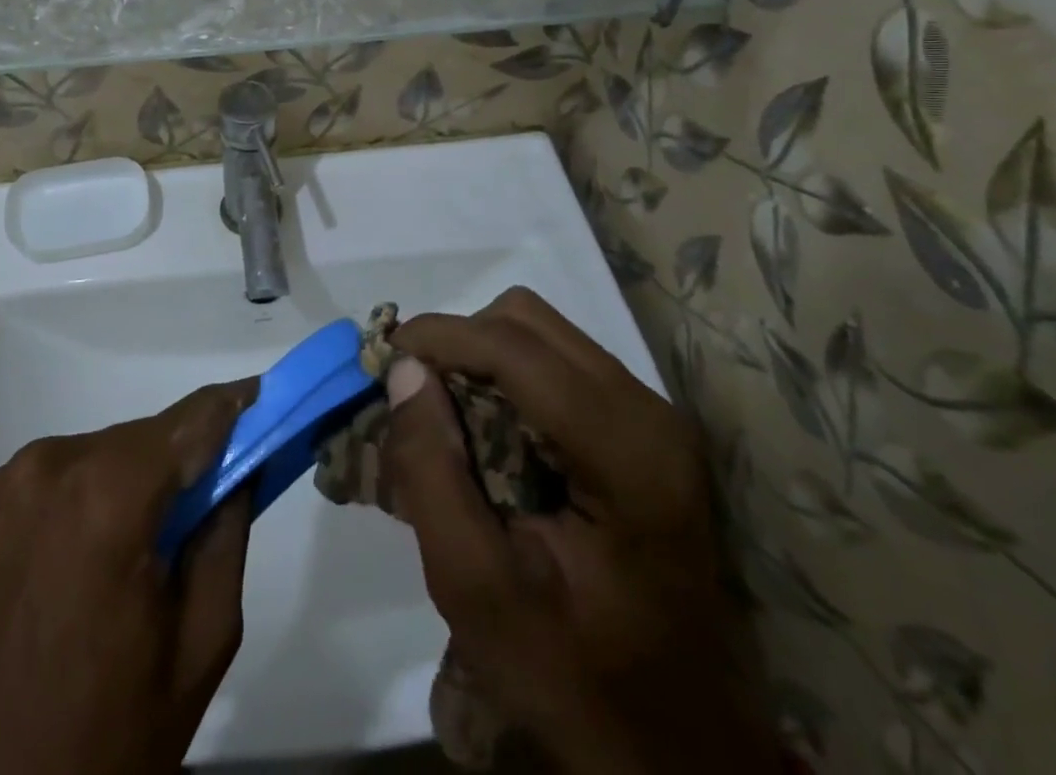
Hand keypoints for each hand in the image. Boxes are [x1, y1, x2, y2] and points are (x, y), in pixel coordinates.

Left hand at [0, 381, 255, 774]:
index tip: (265, 400)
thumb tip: (241, 466)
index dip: (233, 406)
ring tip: (142, 550)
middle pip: (142, 439)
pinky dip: (85, 499)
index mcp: (107, 496)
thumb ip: (227, 533)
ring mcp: (5, 484)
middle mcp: (49, 466)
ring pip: (100, 455)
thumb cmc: (106, 735)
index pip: (190, 420)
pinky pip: (56, 479)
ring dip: (132, 482)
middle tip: (209, 501)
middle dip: (182, 461)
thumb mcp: (200, 642)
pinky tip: (86, 559)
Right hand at [386, 289, 775, 773]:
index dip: (439, 337)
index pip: (515, 349)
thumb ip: (431, 472)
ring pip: (540, 333)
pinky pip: (556, 362)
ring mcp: (654, 419)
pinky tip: (486, 431)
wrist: (674, 750)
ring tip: (444, 415)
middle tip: (413, 396)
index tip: (382, 361)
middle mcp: (650, 414)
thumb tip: (404, 370)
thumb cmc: (573, 678)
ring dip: (479, 357)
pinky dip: (505, 375)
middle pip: (528, 322)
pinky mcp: (644, 430)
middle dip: (458, 344)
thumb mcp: (476, 588)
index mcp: (627, 454)